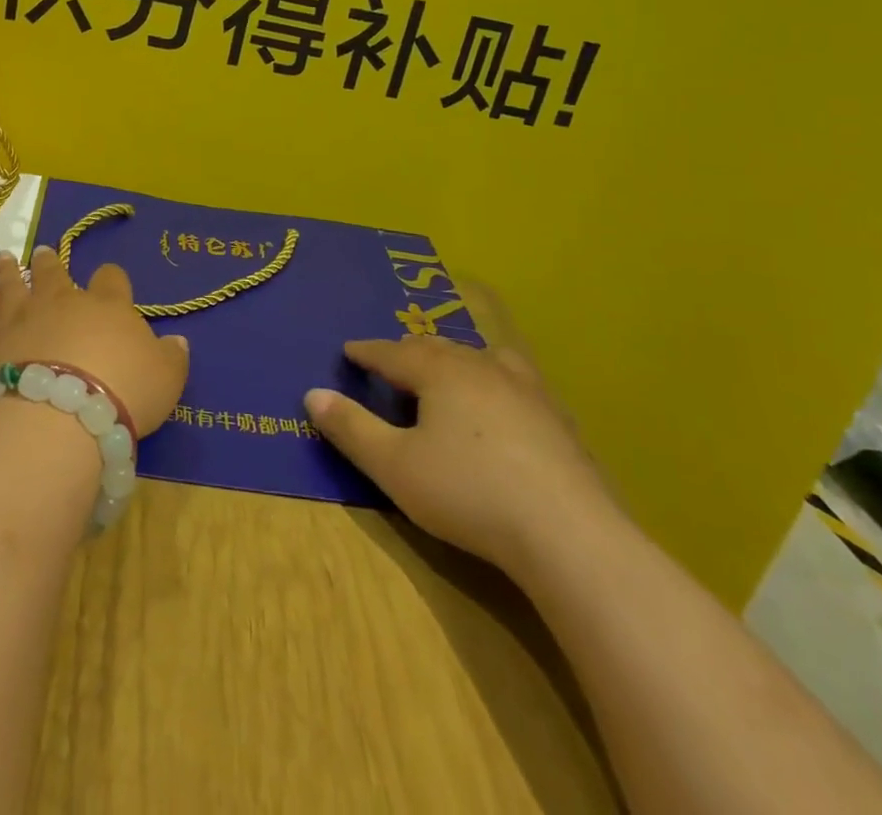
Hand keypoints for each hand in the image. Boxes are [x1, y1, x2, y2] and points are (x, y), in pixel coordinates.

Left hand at [0, 246, 189, 435]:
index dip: (111, 279)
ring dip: (6, 272)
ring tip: (2, 259)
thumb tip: (178, 341)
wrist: (63, 416)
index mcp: (107, 307)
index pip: (112, 281)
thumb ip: (171, 358)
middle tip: (42, 252)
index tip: (109, 279)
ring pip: (9, 287)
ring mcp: (17, 320)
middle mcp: (60, 303)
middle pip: (55, 275)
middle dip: (50, 263)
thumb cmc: (123, 394)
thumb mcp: (166, 380)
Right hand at [304, 292, 618, 579]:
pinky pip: (514, 382)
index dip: (367, 351)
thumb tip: (313, 394)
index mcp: (439, 372)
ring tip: (446, 370)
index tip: (349, 350)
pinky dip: (493, 382)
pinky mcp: (556, 418)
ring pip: (480, 358)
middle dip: (408, 352)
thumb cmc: (468, 492)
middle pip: (436, 349)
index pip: (392, 352)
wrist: (568, 533)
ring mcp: (525, 389)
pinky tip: (502, 404)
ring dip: (454, 361)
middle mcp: (481, 367)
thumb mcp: (394, 466)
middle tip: (391, 361)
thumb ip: (351, 429)